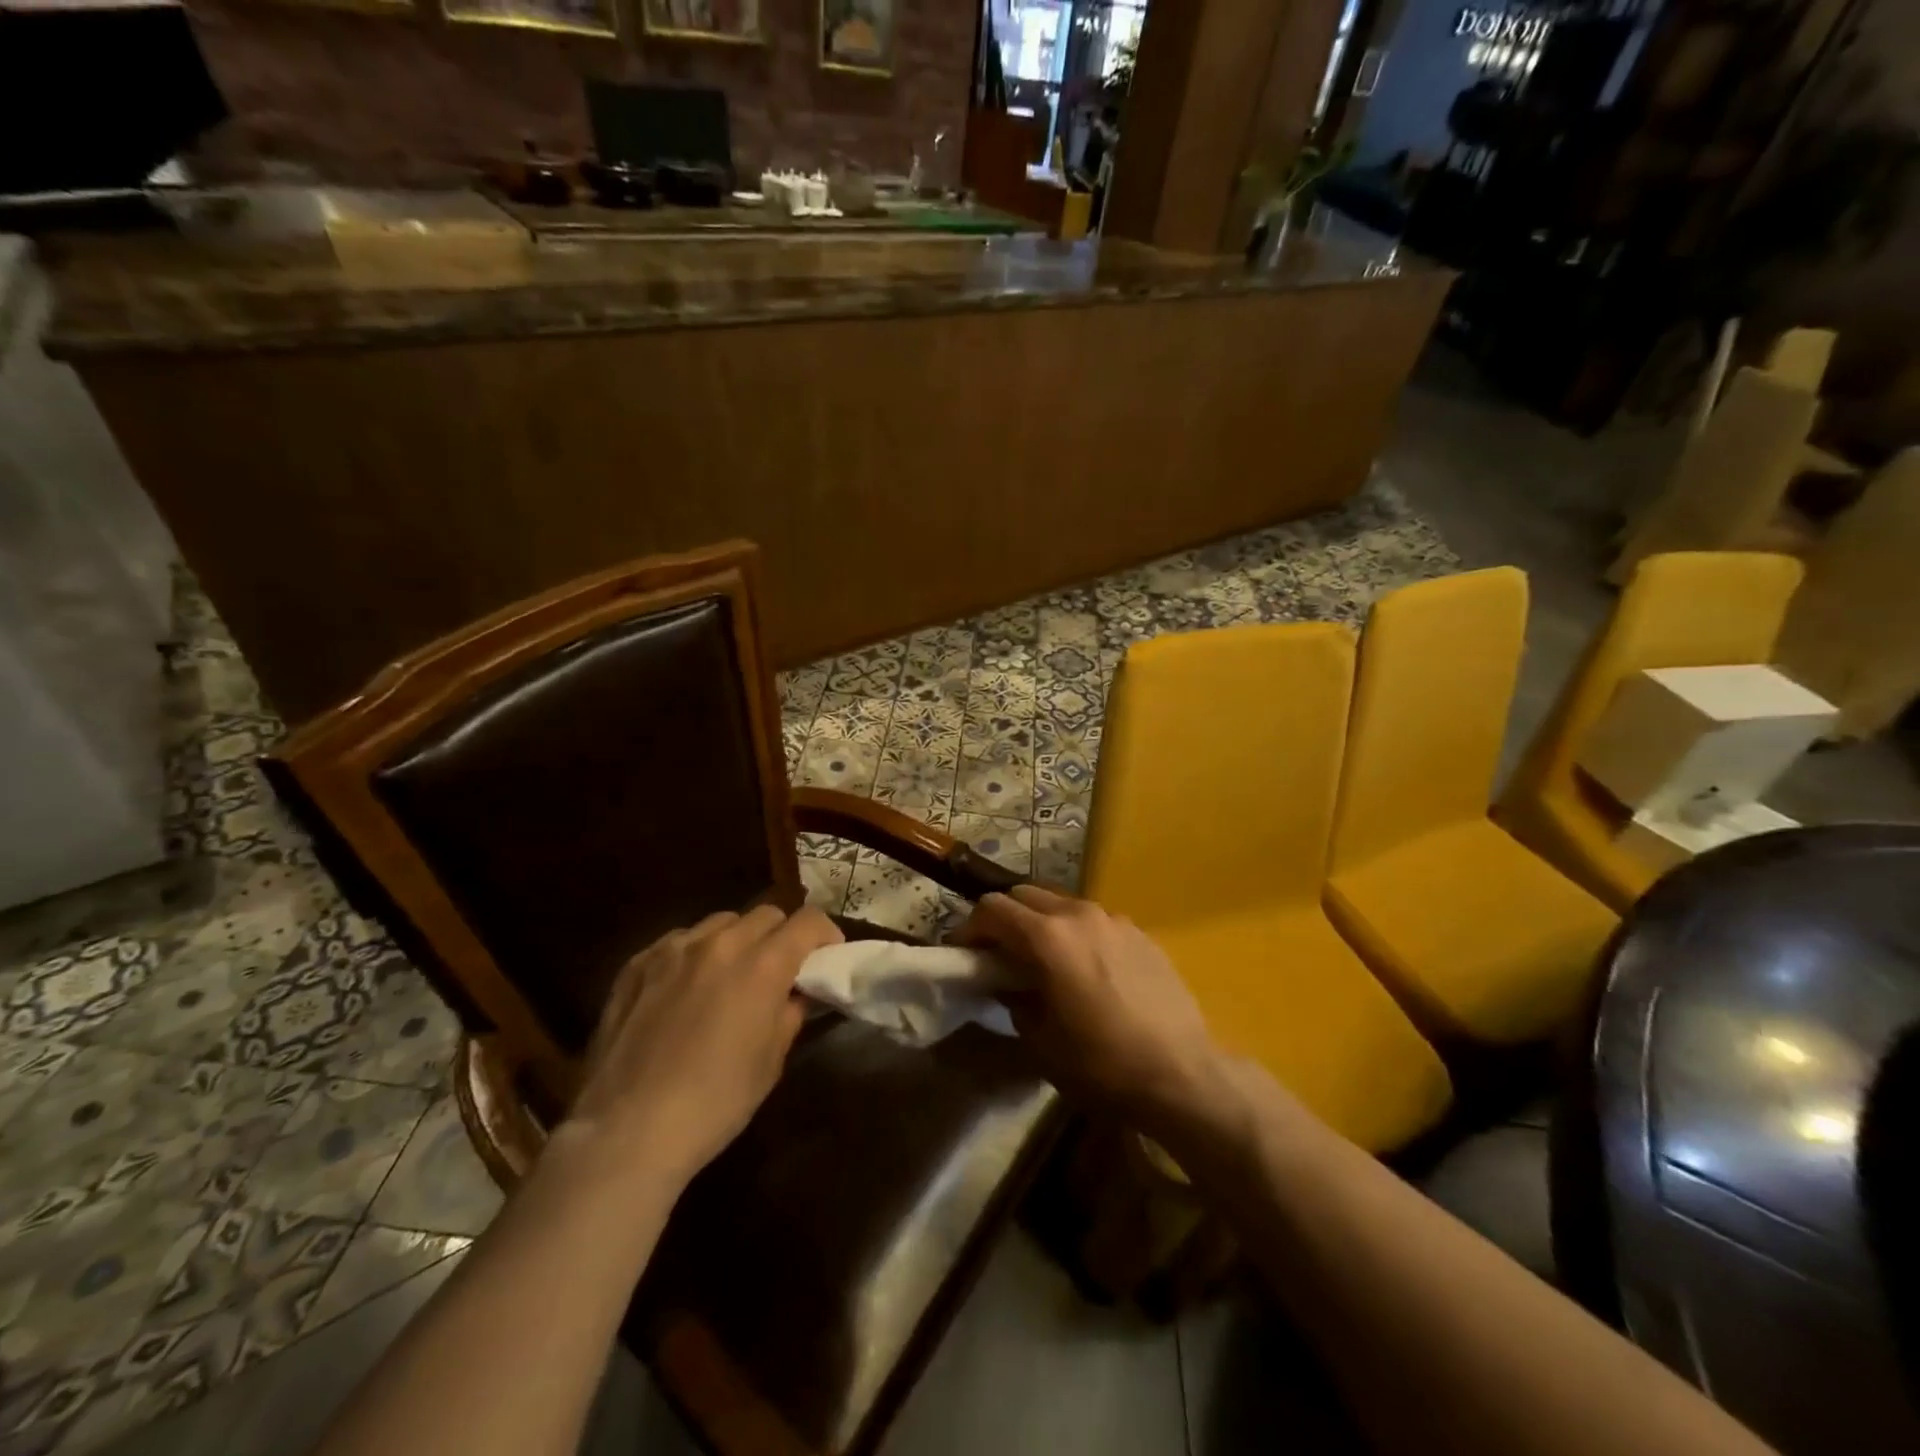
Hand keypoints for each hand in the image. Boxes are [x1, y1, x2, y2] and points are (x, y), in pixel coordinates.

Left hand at [560, 905, 841, 1186]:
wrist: (627, 1131)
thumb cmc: (715, 1103)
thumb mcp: (771, 1062)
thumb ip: (789, 1014)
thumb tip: (796, 994)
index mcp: (762, 965)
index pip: (808, 921)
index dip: (825, 934)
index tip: (827, 956)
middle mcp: (720, 943)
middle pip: (766, 914)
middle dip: (781, 935)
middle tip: (779, 970)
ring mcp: (673, 949)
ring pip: (720, 922)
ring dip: (737, 940)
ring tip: (729, 976)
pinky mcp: (636, 964)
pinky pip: (678, 941)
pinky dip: (695, 954)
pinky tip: (686, 988)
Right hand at [958, 885, 1231, 1135]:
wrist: (1182, 1073)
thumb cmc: (1102, 1063)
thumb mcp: (1041, 1041)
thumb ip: (1014, 998)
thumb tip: (1007, 982)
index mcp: (1048, 937)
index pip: (992, 908)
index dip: (970, 928)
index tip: (964, 953)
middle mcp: (1079, 914)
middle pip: (1025, 894)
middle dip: (1004, 918)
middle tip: (999, 953)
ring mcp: (1113, 919)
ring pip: (1061, 903)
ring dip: (1041, 922)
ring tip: (1043, 960)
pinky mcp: (1140, 933)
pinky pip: (1094, 920)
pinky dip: (1076, 932)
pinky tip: (1086, 968)